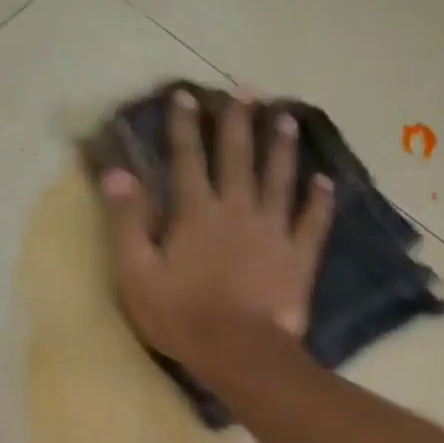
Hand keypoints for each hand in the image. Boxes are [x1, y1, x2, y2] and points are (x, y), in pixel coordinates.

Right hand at [100, 90, 334, 377]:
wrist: (239, 351)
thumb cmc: (181, 316)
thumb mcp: (136, 273)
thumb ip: (127, 222)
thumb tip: (118, 173)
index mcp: (196, 213)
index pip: (187, 159)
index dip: (185, 126)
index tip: (186, 95)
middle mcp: (237, 210)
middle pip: (239, 158)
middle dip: (239, 123)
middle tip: (246, 91)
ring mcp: (273, 231)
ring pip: (279, 180)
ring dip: (282, 148)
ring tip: (287, 119)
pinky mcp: (298, 257)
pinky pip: (312, 222)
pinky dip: (320, 201)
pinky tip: (326, 182)